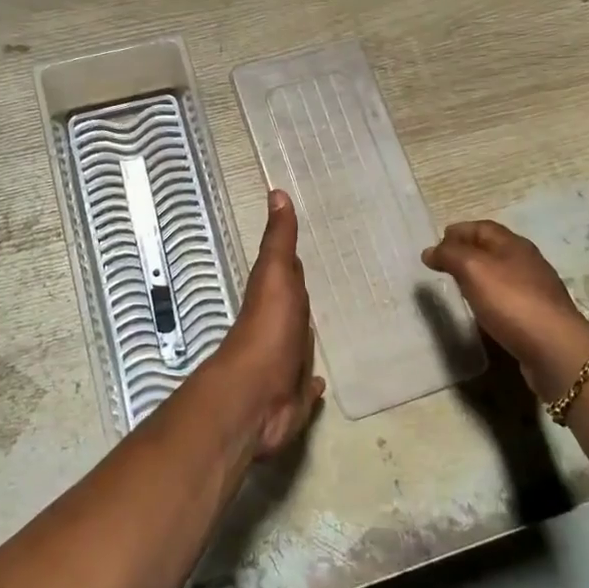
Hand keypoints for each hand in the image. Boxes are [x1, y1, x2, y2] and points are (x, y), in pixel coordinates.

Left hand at [209, 191, 325, 456]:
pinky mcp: (294, 396)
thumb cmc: (267, 330)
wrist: (256, 396)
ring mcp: (285, 363)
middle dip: (307, 298)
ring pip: (301, 344)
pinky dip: (312, 382)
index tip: (311, 246)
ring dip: (309, 336)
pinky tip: (321, 381)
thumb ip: (279, 240)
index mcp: (276, 298)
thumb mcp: (274, 275)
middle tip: (332, 285)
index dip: (296, 262)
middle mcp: (279, 329)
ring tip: (333, 327)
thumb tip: (276, 191)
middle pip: (296, 309)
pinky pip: (306, 384)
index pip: (288, 275)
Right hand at [422, 220, 588, 397]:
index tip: (436, 244)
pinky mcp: (537, 315)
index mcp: (514, 244)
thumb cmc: (511, 301)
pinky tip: (481, 310)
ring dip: (478, 275)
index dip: (458, 231)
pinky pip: (507, 298)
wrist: (554, 348)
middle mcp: (527, 262)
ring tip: (458, 286)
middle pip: (493, 248)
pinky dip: (490, 297)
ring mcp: (535, 289)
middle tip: (443, 264)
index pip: (482, 227)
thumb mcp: (473, 269)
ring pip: (501, 273)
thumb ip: (450, 255)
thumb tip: (430, 251)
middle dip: (467, 251)